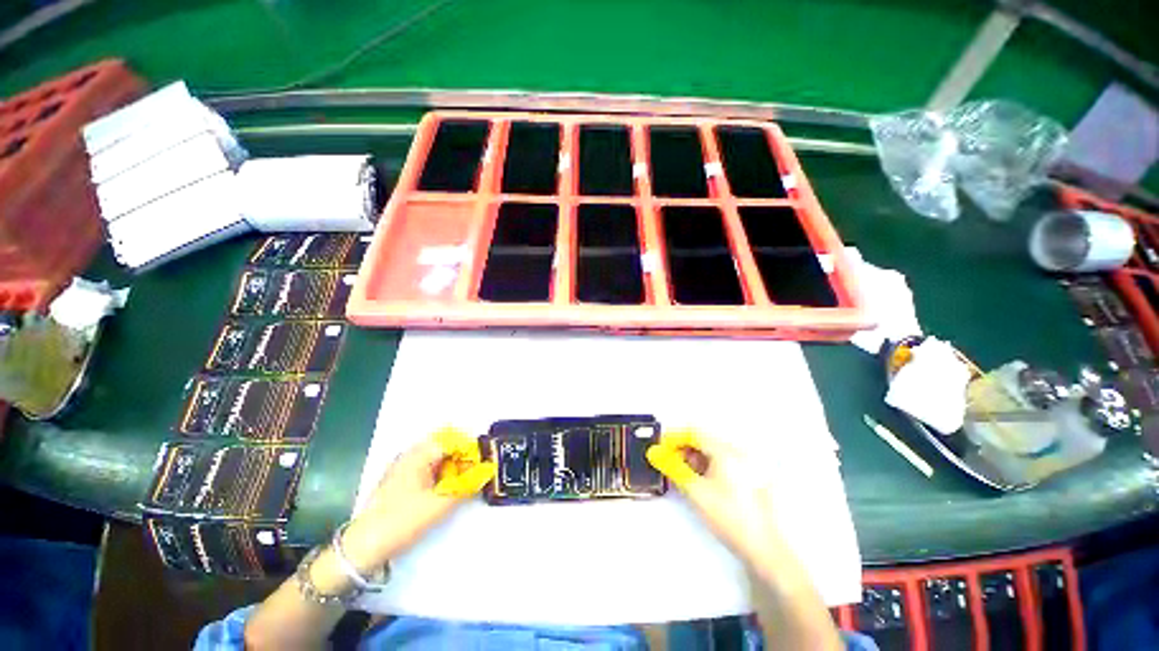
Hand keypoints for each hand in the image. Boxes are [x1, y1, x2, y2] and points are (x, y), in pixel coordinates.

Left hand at [341, 428, 495, 571]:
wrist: (363, 548)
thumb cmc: (402, 520)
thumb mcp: (440, 504)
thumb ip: (467, 485)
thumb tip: (487, 471)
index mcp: (419, 454)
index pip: (453, 440)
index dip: (470, 451)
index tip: (483, 465)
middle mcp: (410, 455)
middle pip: (444, 448)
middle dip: (462, 460)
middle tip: (474, 477)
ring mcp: (402, 468)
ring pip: (436, 460)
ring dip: (452, 469)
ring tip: (461, 486)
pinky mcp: (399, 482)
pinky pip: (427, 470)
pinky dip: (440, 477)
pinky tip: (444, 492)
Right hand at [646, 430, 784, 570]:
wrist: (769, 548)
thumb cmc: (731, 518)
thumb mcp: (696, 492)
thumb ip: (673, 468)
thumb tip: (655, 453)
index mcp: (725, 449)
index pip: (692, 432)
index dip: (672, 438)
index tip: (659, 450)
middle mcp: (737, 449)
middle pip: (703, 438)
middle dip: (682, 448)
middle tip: (668, 463)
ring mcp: (746, 461)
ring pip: (712, 449)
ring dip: (693, 456)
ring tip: (682, 474)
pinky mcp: (750, 474)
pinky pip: (722, 459)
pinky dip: (707, 464)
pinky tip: (701, 480)